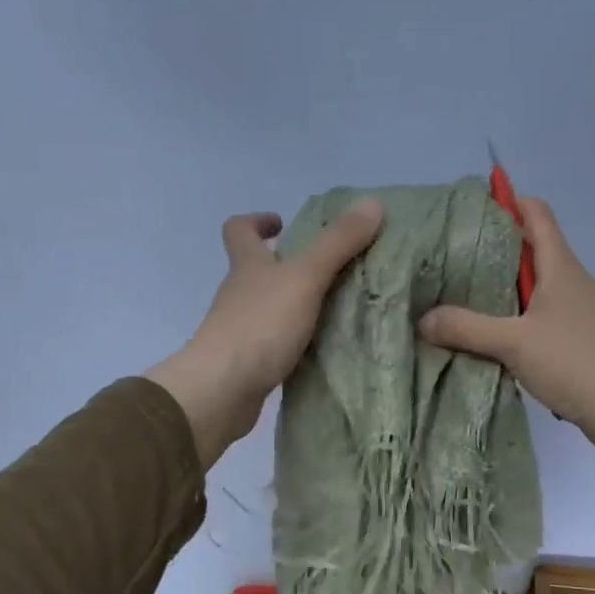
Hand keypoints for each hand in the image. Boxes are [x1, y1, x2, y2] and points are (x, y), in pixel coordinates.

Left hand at [147, 199, 383, 466]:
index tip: (283, 223)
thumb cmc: (260, 325)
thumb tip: (372, 203)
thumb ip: (338, 244)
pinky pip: (276, 342)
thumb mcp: (305, 278)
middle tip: (330, 269)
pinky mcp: (249, 363)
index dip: (258, 221)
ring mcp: (241, 330)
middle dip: (288, 265)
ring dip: (296, 305)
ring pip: (269, 308)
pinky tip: (323, 347)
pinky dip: (296, 340)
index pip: (239, 230)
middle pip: (258, 270)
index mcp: (247, 266)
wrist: (221, 390)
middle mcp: (239, 294)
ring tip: (337, 309)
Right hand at [417, 197, 594, 493]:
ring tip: (462, 294)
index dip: (509, 201)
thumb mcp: (513, 342)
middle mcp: (570, 280)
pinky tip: (489, 333)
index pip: (537, 213)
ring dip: (501, 286)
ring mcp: (575, 309)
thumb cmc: (572, 361)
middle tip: (452, 255)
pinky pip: (538, 314)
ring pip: (533, 285)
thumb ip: (466, 328)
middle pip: (531, 248)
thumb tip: (423, 319)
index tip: (472, 208)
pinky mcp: (574, 337)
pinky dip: (513, 315)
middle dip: (494, 247)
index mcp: (560, 266)